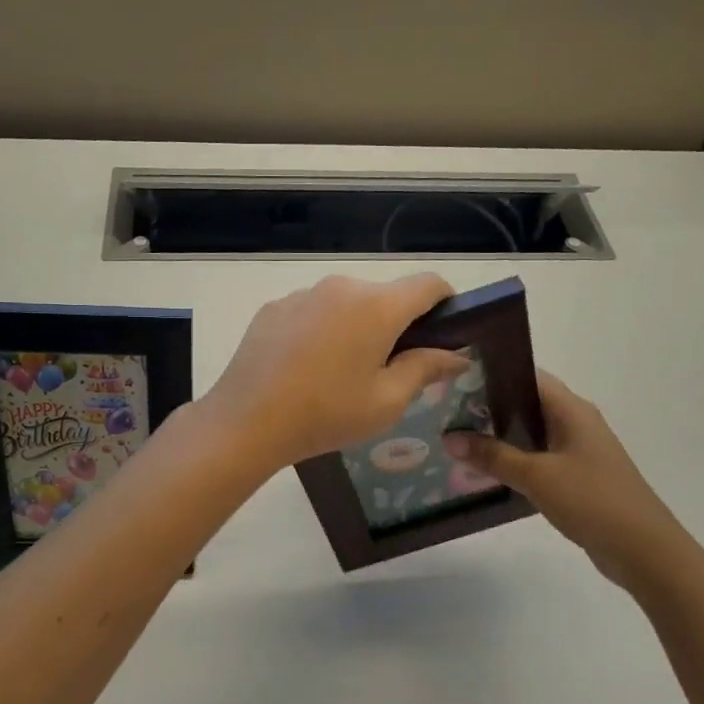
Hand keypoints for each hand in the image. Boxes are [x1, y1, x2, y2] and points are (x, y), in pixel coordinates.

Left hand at [206, 274, 471, 470]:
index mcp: (378, 306)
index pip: (429, 284)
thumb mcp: (387, 401)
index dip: (446, 303)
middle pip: (386, 295)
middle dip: (397, 324)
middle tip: (389, 369)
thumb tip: (457, 355)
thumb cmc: (327, 413)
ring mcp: (304, 294)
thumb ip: (426, 369)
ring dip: (357, 326)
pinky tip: (307, 367)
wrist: (247, 420)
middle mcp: (342, 287)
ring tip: (341, 372)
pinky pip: (314, 310)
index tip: (443, 332)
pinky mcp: (275, 307)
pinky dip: (323, 330)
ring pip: (347, 303)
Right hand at [444, 370, 687, 588]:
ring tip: (459, 438)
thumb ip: (492, 456)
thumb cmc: (592, 500)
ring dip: (500, 436)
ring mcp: (579, 451)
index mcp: (572, 410)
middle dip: (490, 406)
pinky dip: (515, 459)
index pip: (528, 377)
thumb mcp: (536, 476)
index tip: (456, 380)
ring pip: (532, 433)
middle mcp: (576, 422)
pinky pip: (540, 458)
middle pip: (527, 404)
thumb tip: (449, 438)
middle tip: (448, 412)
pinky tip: (488, 470)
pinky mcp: (579, 477)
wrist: (644, 550)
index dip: (493, 374)